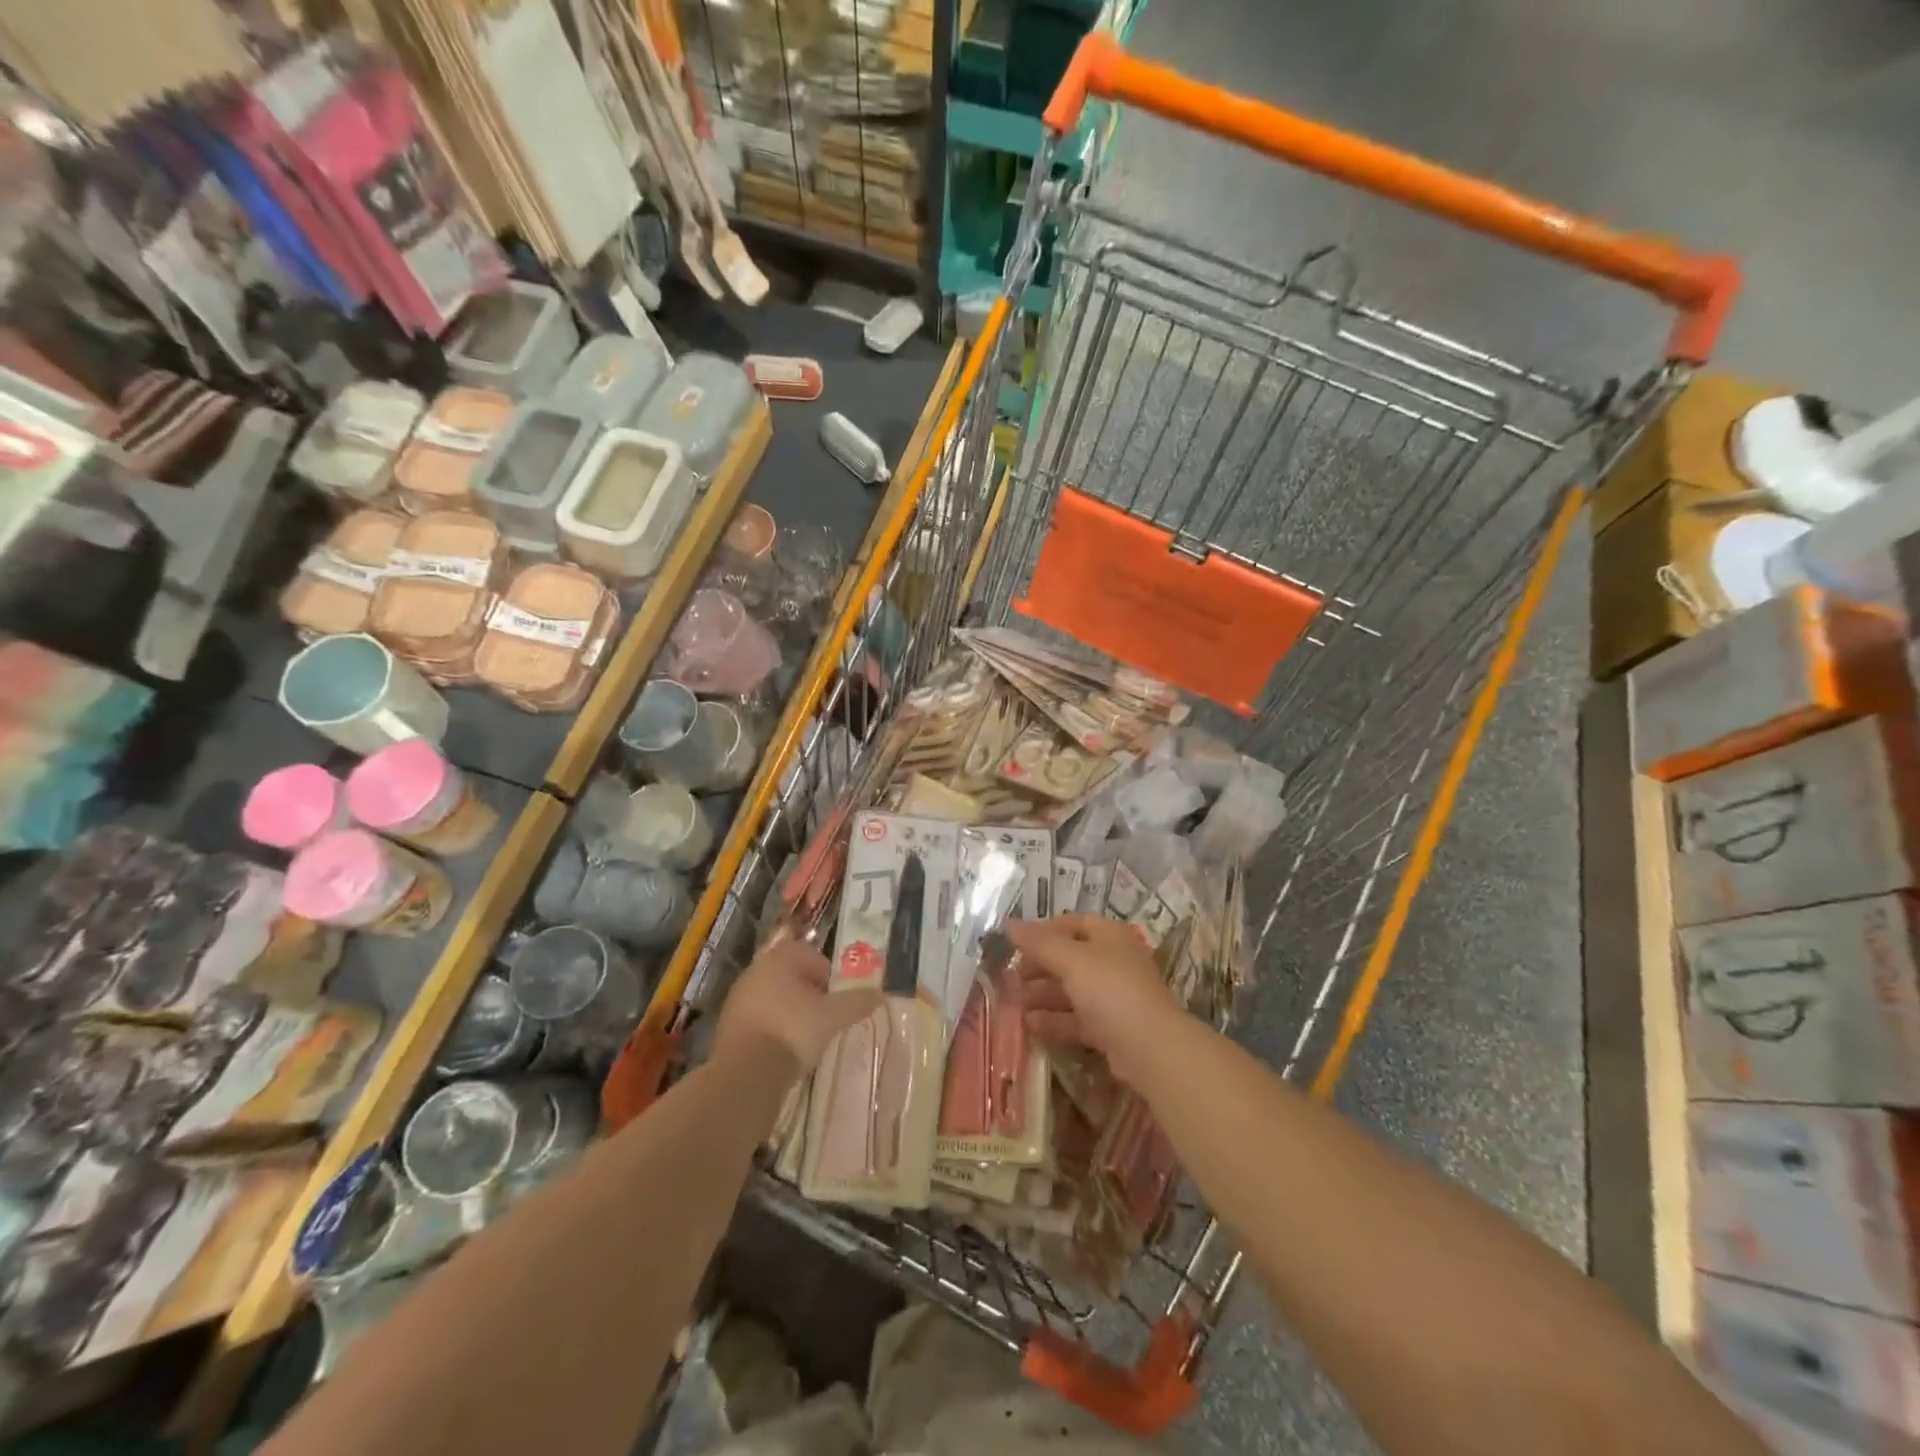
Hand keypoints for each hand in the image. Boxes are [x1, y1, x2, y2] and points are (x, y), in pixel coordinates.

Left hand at [714, 934, 883, 1079]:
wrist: (745, 1073)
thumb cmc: (793, 1030)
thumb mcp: (833, 1016)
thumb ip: (858, 1002)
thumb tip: (881, 994)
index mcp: (779, 959)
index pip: (808, 953)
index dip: (826, 973)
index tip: (836, 996)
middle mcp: (755, 971)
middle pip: (789, 975)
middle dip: (808, 992)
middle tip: (825, 1015)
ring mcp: (737, 999)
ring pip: (772, 997)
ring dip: (790, 1011)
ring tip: (806, 1036)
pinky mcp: (727, 1027)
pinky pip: (758, 1020)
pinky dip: (773, 1029)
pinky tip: (784, 1050)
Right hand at [1005, 914, 1183, 1088]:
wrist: (1150, 1049)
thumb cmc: (1111, 990)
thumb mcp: (1071, 960)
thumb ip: (1039, 942)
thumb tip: (1008, 923)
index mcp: (1110, 937)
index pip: (1074, 923)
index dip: (1045, 929)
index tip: (1017, 942)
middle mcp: (1114, 962)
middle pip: (1070, 958)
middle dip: (1039, 966)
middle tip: (1010, 976)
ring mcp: (1114, 997)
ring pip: (1072, 990)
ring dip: (1042, 995)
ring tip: (1013, 1002)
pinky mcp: (1111, 1029)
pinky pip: (1077, 1019)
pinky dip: (1054, 1020)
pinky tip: (1029, 1024)